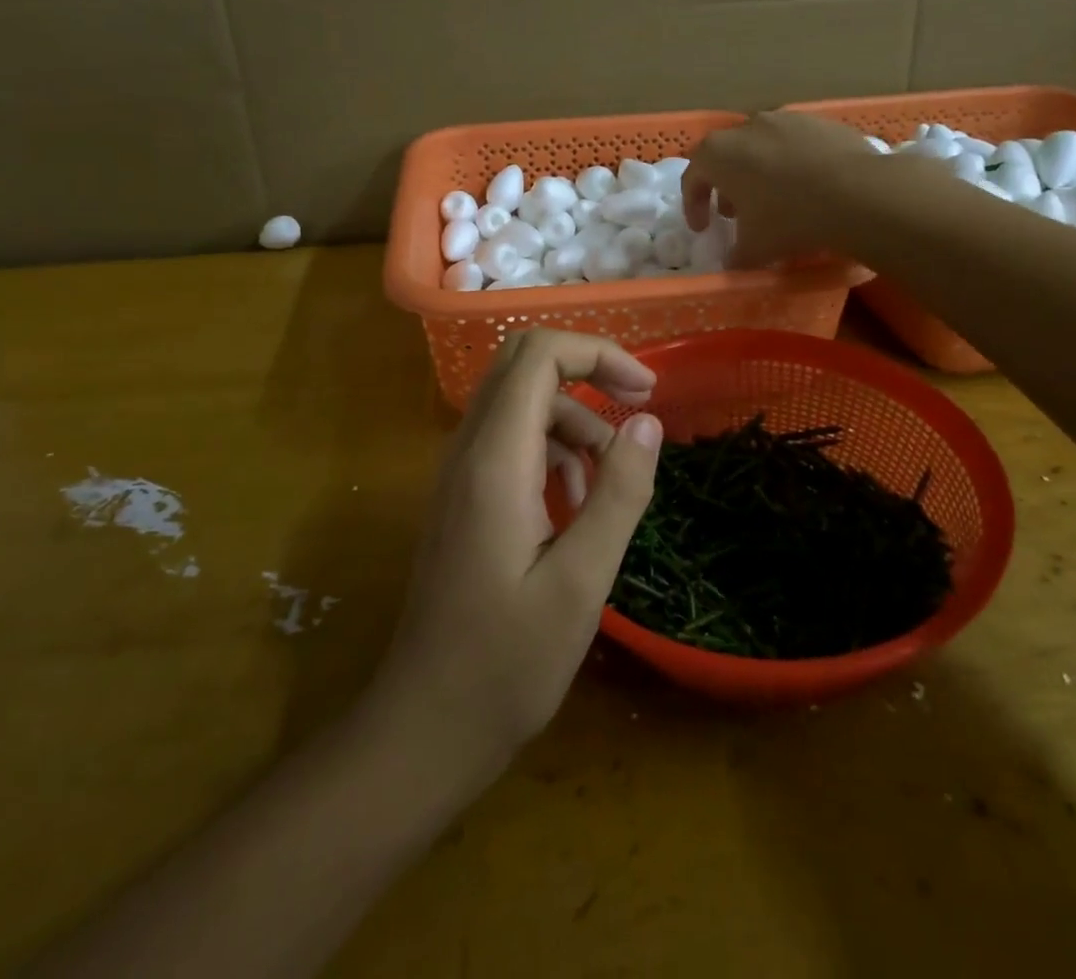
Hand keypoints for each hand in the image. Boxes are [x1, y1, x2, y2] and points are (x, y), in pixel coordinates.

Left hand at [366, 331, 664, 784]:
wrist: (426, 722)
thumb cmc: (507, 662)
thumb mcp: (582, 582)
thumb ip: (619, 494)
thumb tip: (648, 422)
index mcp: (494, 460)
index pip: (537, 356)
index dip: (598, 353)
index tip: (648, 391)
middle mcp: (468, 450)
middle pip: (522, 363)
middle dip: (587, 370)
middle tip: (639, 409)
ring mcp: (459, 471)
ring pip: (520, 402)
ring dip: (574, 422)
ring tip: (609, 485)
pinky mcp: (463, 495)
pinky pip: (510, 440)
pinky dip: (552, 451)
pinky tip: (575, 506)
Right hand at [683, 111, 913, 267]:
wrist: (859, 193)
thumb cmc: (790, 219)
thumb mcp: (754, 249)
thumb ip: (734, 255)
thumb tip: (733, 261)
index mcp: (718, 154)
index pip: (692, 177)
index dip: (693, 205)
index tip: (703, 229)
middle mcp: (746, 127)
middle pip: (726, 157)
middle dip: (726, 186)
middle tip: (736, 214)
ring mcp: (785, 119)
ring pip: (761, 147)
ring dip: (759, 172)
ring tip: (774, 199)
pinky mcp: (819, 121)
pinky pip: (795, 144)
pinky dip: (792, 163)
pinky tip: (809, 187)